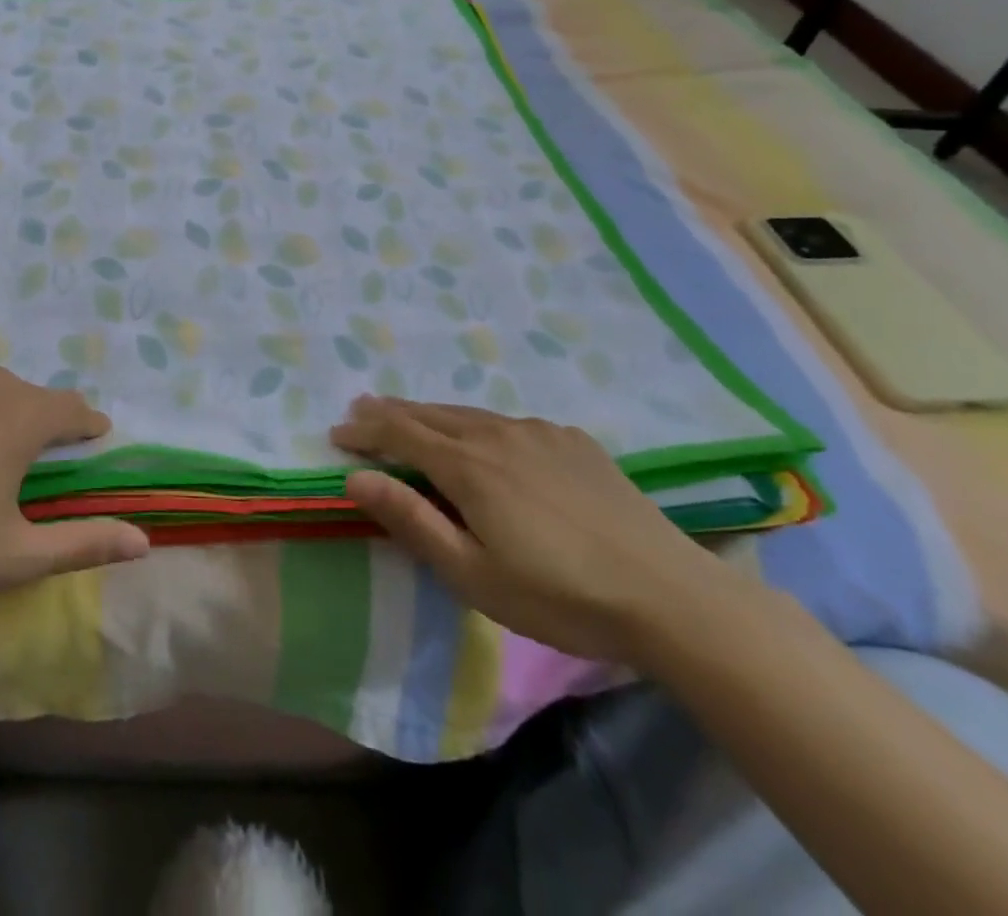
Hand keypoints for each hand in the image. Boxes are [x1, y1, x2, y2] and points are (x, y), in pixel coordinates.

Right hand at [332, 397, 747, 664]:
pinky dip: (479, 424)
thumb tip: (355, 478)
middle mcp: (498, 433)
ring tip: (411, 418)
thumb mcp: (472, 574)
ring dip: (431, 415)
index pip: (399, 433)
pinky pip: (511, 423)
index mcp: (468, 465)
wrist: (671, 596)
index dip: (364, 430)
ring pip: (470, 413)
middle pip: (430, 413)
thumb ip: (411, 520)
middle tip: (360, 412)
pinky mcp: (574, 441)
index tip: (336, 434)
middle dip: (389, 412)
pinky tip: (486, 439)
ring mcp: (540, 432)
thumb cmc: (559, 596)